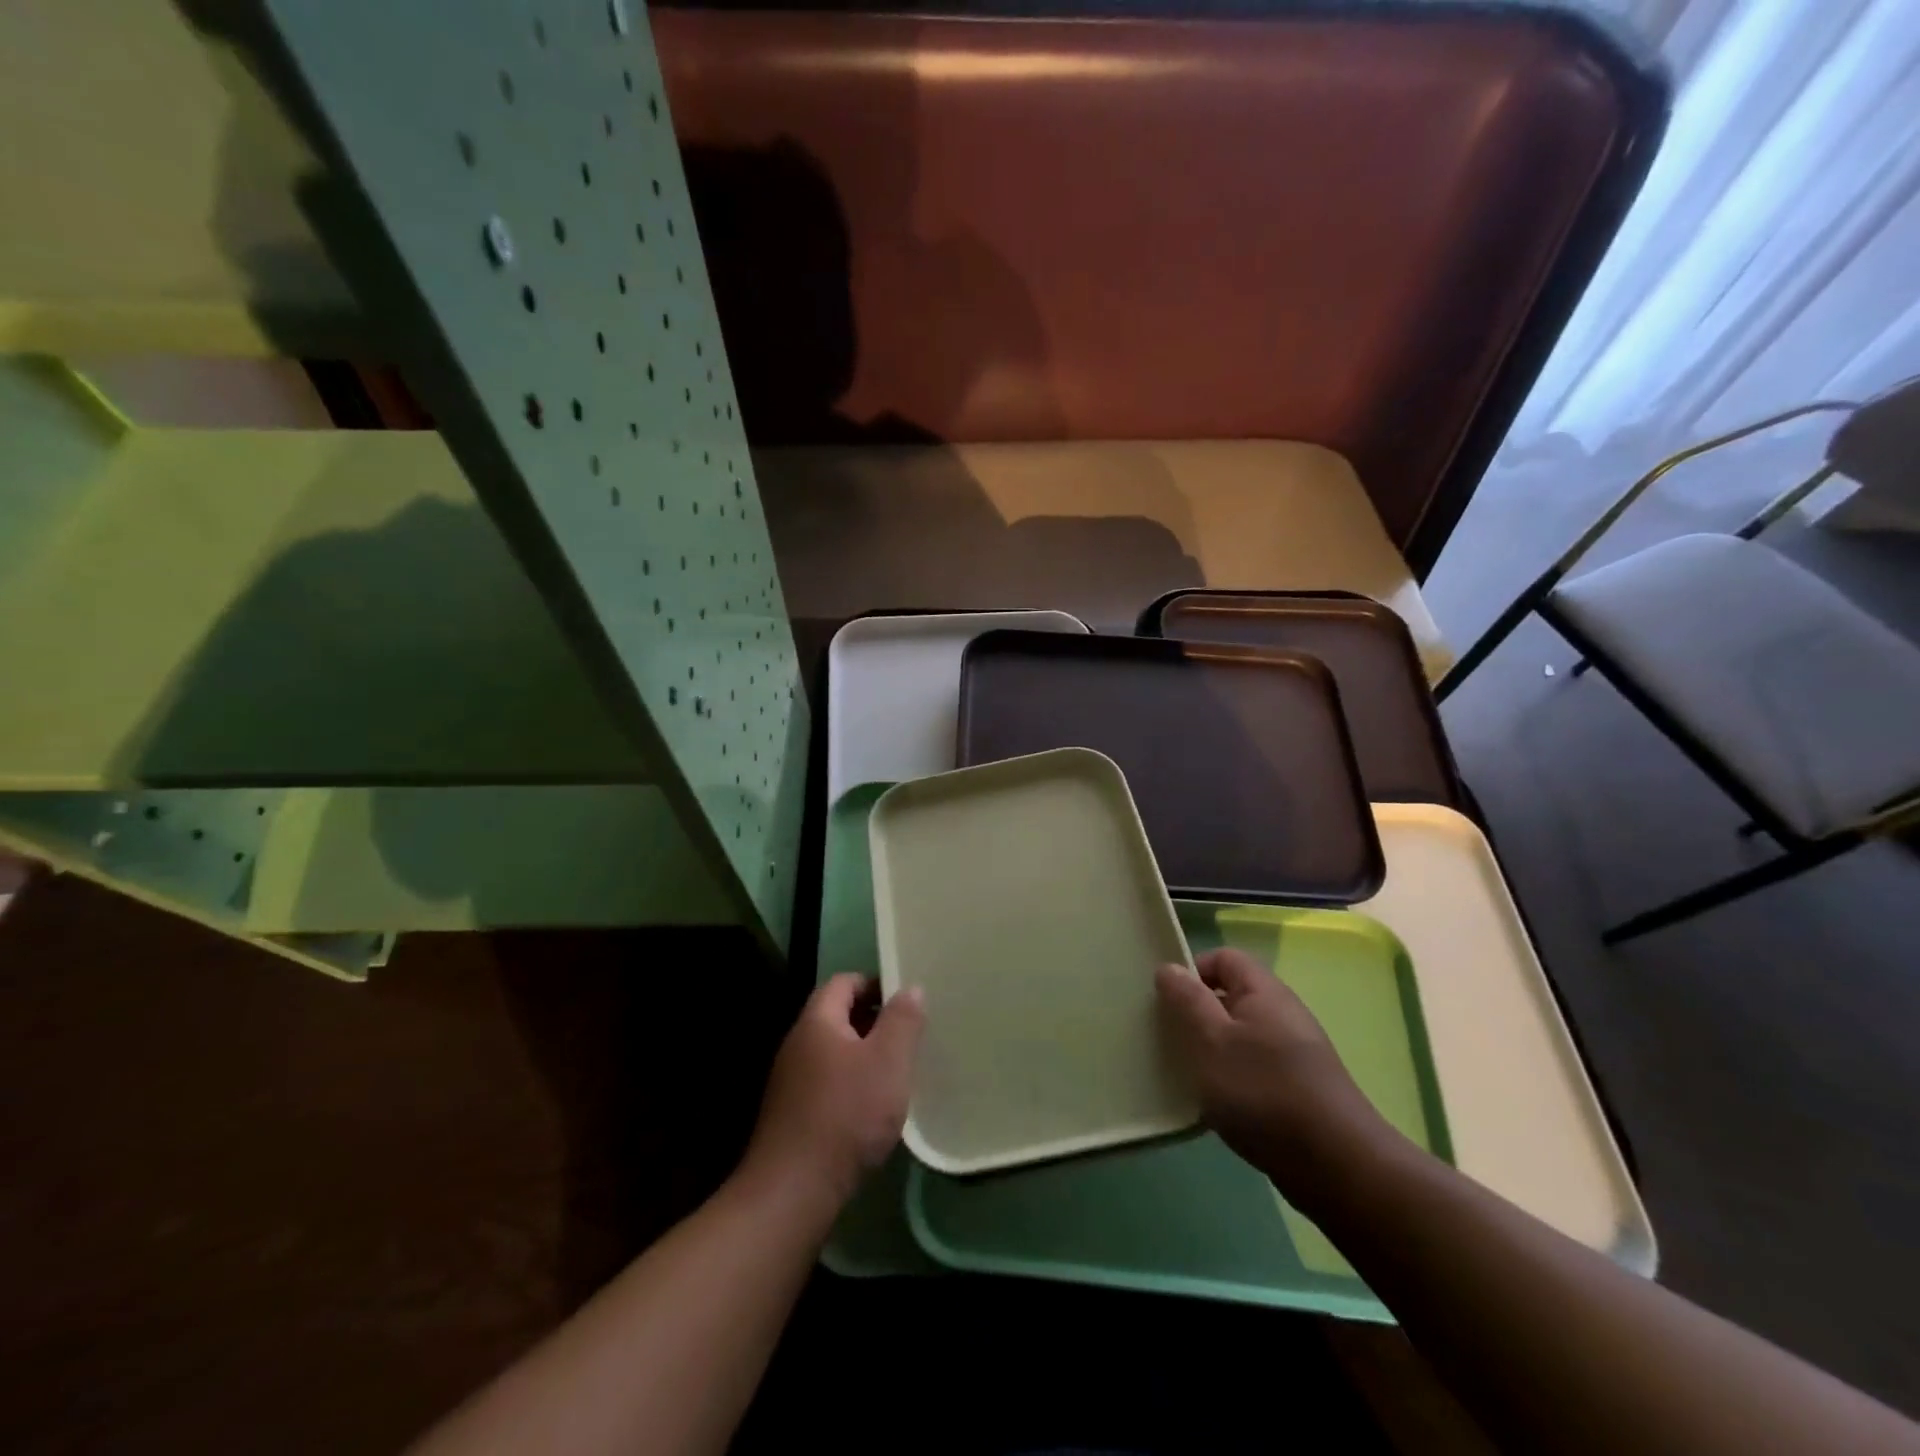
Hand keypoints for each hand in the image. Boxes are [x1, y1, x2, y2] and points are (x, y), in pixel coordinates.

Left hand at [743, 974, 924, 1210]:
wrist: (792, 1191)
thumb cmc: (846, 1114)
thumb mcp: (887, 1061)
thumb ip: (902, 1020)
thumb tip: (909, 987)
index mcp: (817, 1021)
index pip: (844, 982)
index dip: (875, 984)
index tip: (906, 1001)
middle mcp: (797, 1044)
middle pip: (837, 1016)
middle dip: (873, 1020)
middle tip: (908, 1036)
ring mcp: (790, 1081)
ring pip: (833, 1052)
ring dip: (863, 1055)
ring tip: (895, 1072)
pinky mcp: (791, 1114)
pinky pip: (826, 1082)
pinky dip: (850, 1084)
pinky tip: (871, 1109)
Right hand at [1156, 949, 1390, 1200]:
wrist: (1336, 1166)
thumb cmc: (1264, 1092)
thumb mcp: (1212, 1041)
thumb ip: (1188, 1001)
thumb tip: (1169, 967)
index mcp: (1264, 992)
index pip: (1224, 958)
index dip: (1193, 971)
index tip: (1167, 1001)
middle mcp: (1283, 1014)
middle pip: (1231, 998)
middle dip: (1197, 1015)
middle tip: (1170, 1040)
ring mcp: (1294, 1054)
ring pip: (1240, 1037)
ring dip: (1212, 1052)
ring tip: (1189, 1077)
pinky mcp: (1298, 1090)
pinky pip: (1254, 1070)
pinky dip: (1232, 1081)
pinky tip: (1219, 1108)